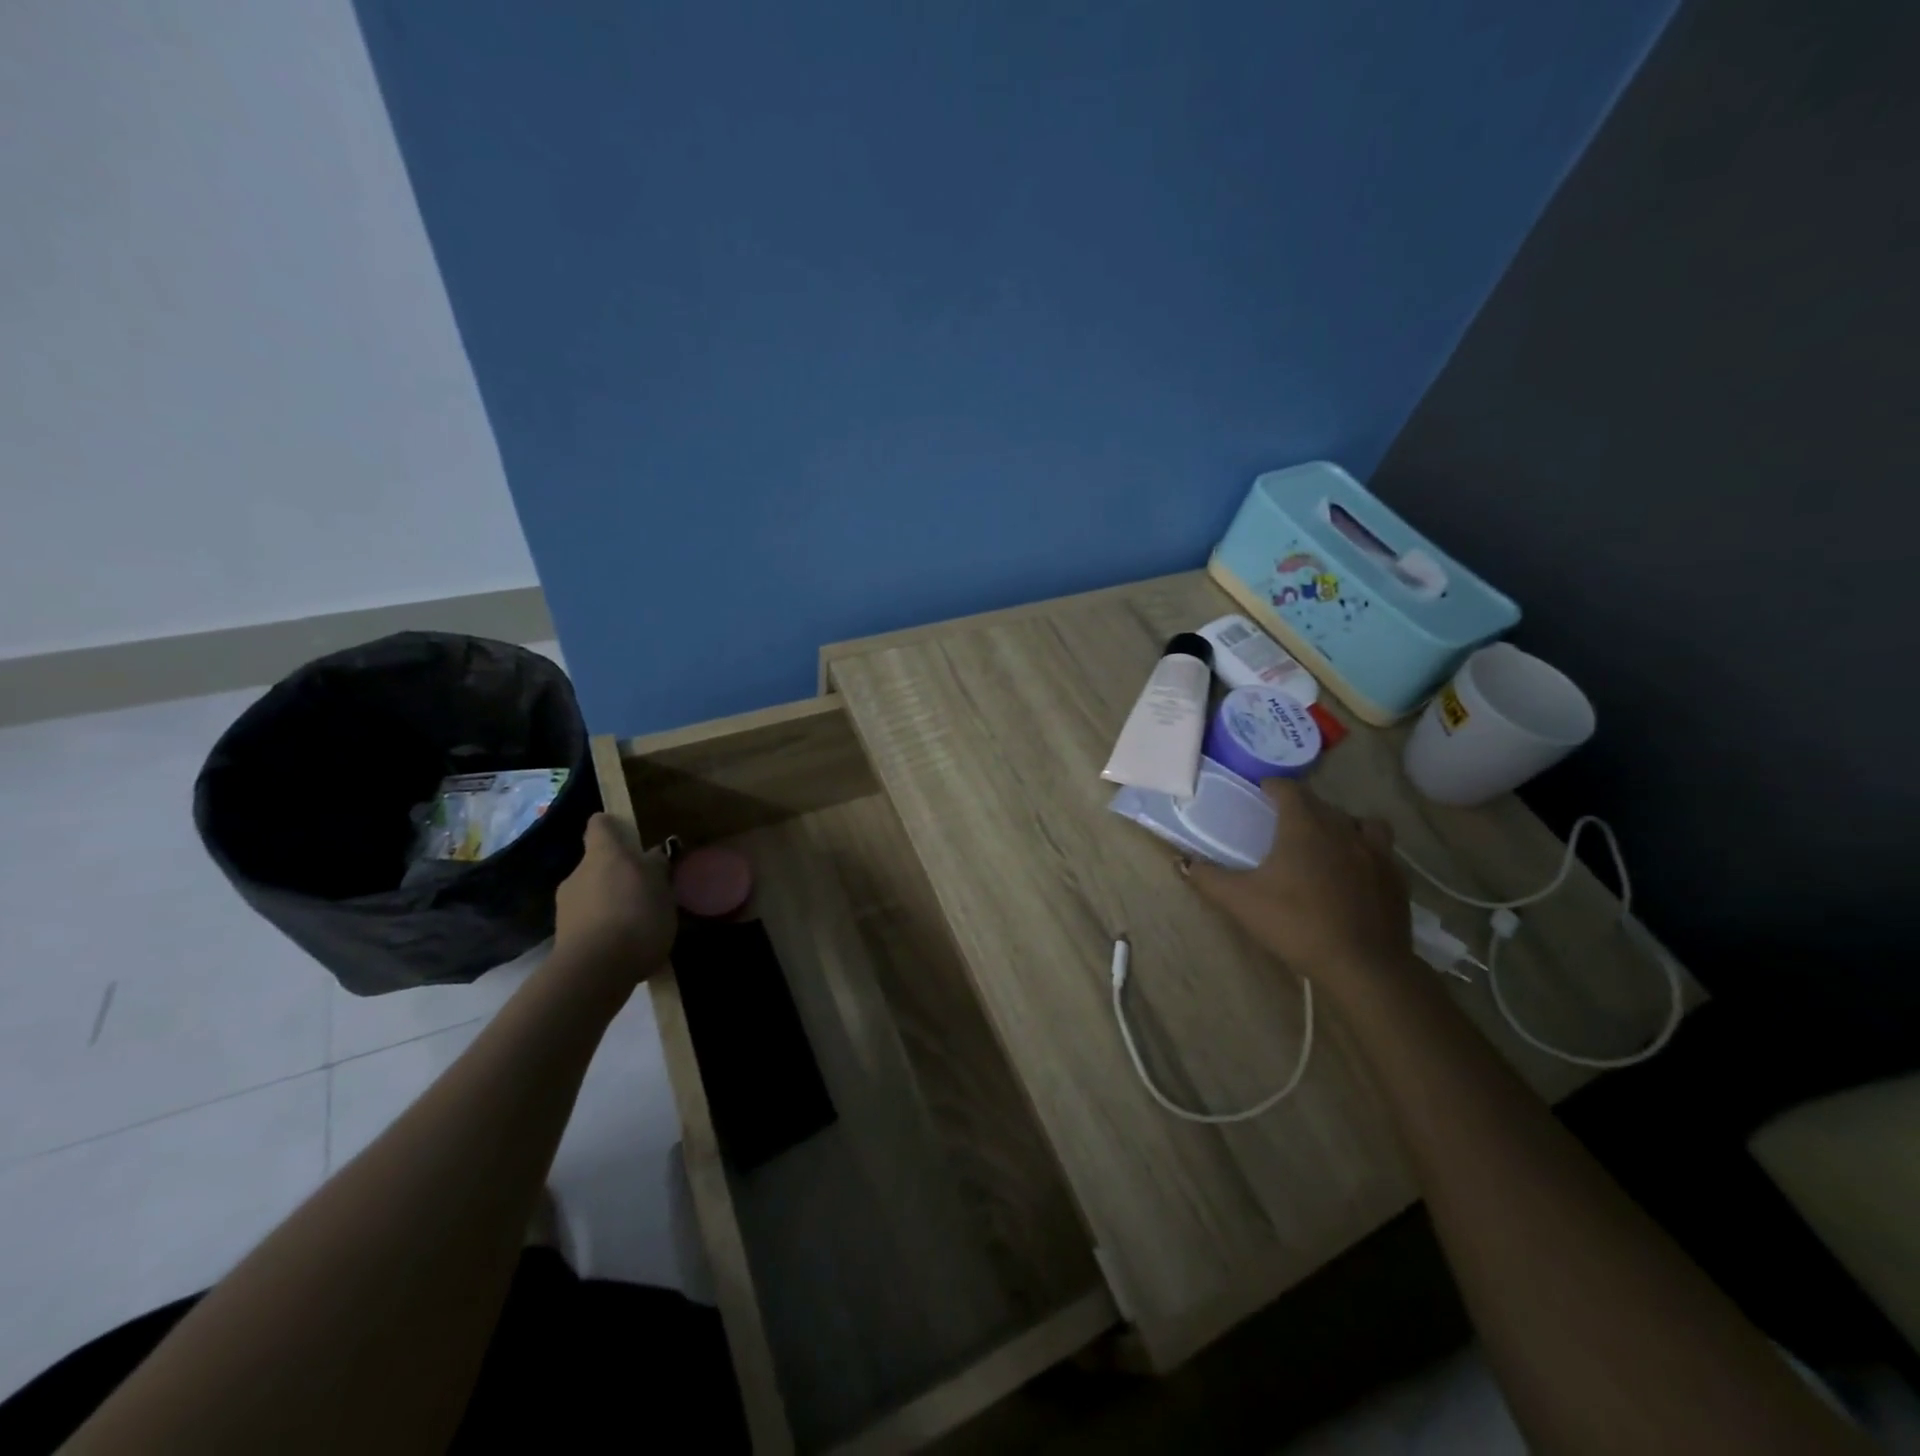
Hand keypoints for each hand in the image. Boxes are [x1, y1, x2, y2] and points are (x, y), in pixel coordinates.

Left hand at [553, 814, 674, 983]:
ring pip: (592, 894)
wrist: (594, 972)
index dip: (613, 827)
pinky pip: (588, 922)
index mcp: (603, 854)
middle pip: (597, 863)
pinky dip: (603, 928)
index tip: (629, 835)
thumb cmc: (635, 916)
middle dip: (618, 873)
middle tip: (645, 890)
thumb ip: (656, 868)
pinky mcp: (563, 937)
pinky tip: (624, 946)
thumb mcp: (662, 888)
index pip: (600, 825)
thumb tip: (652, 856)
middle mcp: (578, 873)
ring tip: (637, 922)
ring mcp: (566, 906)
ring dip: (610, 902)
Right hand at [1185, 779, 1412, 994]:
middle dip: (1303, 807)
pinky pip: (1382, 852)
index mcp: (1304, 826)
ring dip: (1344, 825)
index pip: (1289, 789)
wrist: (1363, 964)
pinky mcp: (1397, 878)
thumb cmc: (1296, 923)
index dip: (1273, 787)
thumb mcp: (1240, 901)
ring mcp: (1376, 852)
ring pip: (1361, 822)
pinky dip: (1367, 854)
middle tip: (1285, 824)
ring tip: (1330, 843)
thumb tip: (1181, 862)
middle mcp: (1342, 829)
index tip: (1262, 792)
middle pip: (1322, 805)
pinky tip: (1356, 875)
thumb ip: (1208, 878)